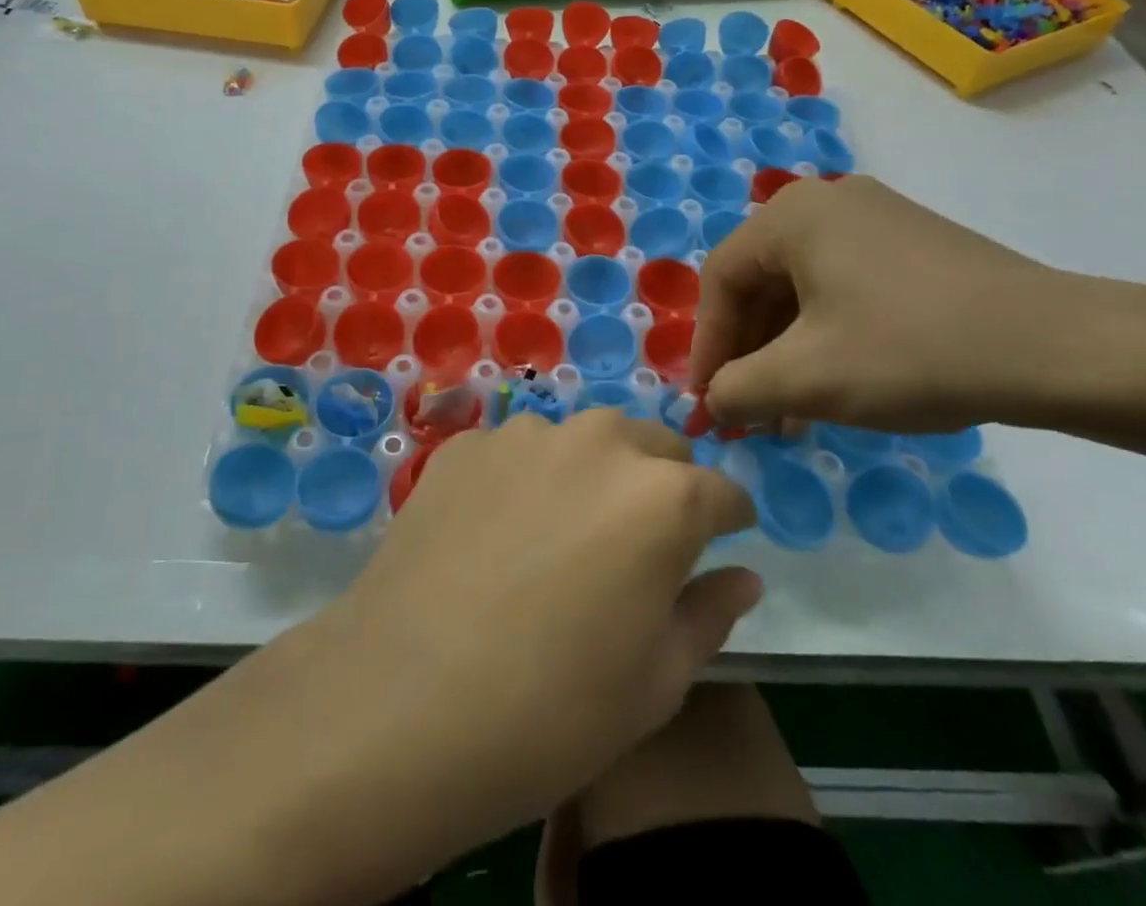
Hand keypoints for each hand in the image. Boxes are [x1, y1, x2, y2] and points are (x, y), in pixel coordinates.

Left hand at [308, 409, 760, 861]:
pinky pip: (518, 452)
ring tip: (558, 538)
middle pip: (655, 447)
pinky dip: (525, 480)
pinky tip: (495, 535)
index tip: (717, 545)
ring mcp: (526, 435)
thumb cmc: (550, 712)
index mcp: (664, 497)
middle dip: (661, 485)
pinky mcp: (467, 444)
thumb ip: (710, 613)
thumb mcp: (656, 683)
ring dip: (590, 475)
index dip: (726, 521)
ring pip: (584, 441)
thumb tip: (743, 575)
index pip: (722, 491)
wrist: (401, 702)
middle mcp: (600, 442)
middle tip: (632, 547)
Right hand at [690, 175, 1069, 430]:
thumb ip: (737, 389)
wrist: (1060, 349)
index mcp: (791, 215)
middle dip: (749, 352)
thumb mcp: (807, 379)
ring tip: (791, 410)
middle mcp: (826, 201)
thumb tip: (713, 400)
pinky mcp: (911, 244)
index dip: (707, 346)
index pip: (721, 280)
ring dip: (786, 349)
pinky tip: (837, 381)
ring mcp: (875, 218)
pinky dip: (826, 334)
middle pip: (761, 281)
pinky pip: (843, 286)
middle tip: (750, 410)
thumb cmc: (911, 351)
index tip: (709, 403)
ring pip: (803, 288)